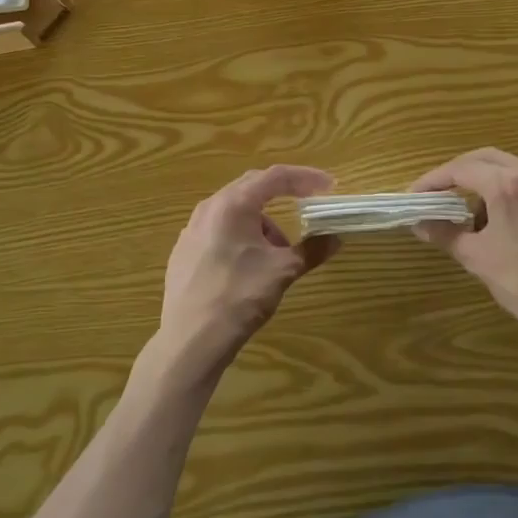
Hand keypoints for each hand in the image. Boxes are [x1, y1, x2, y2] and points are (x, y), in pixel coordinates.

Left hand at [155, 165, 339, 378]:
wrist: (190, 341)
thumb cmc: (239, 297)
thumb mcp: (282, 271)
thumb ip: (311, 250)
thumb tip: (334, 239)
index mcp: (233, 204)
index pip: (275, 176)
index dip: (305, 177)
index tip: (328, 186)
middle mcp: (209, 208)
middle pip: (252, 187)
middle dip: (283, 195)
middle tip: (307, 205)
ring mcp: (192, 229)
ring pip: (234, 210)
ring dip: (262, 222)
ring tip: (278, 251)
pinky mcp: (184, 251)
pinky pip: (219, 229)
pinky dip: (241, 235)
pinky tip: (249, 264)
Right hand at [412, 148, 517, 366]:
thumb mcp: (478, 259)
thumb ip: (446, 233)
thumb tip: (420, 223)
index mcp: (508, 185)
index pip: (461, 169)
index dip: (433, 180)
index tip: (416, 195)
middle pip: (488, 159)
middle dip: (460, 172)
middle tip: (440, 192)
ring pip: (515, 171)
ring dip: (489, 184)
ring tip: (476, 215)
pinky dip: (516, 196)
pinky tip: (512, 225)